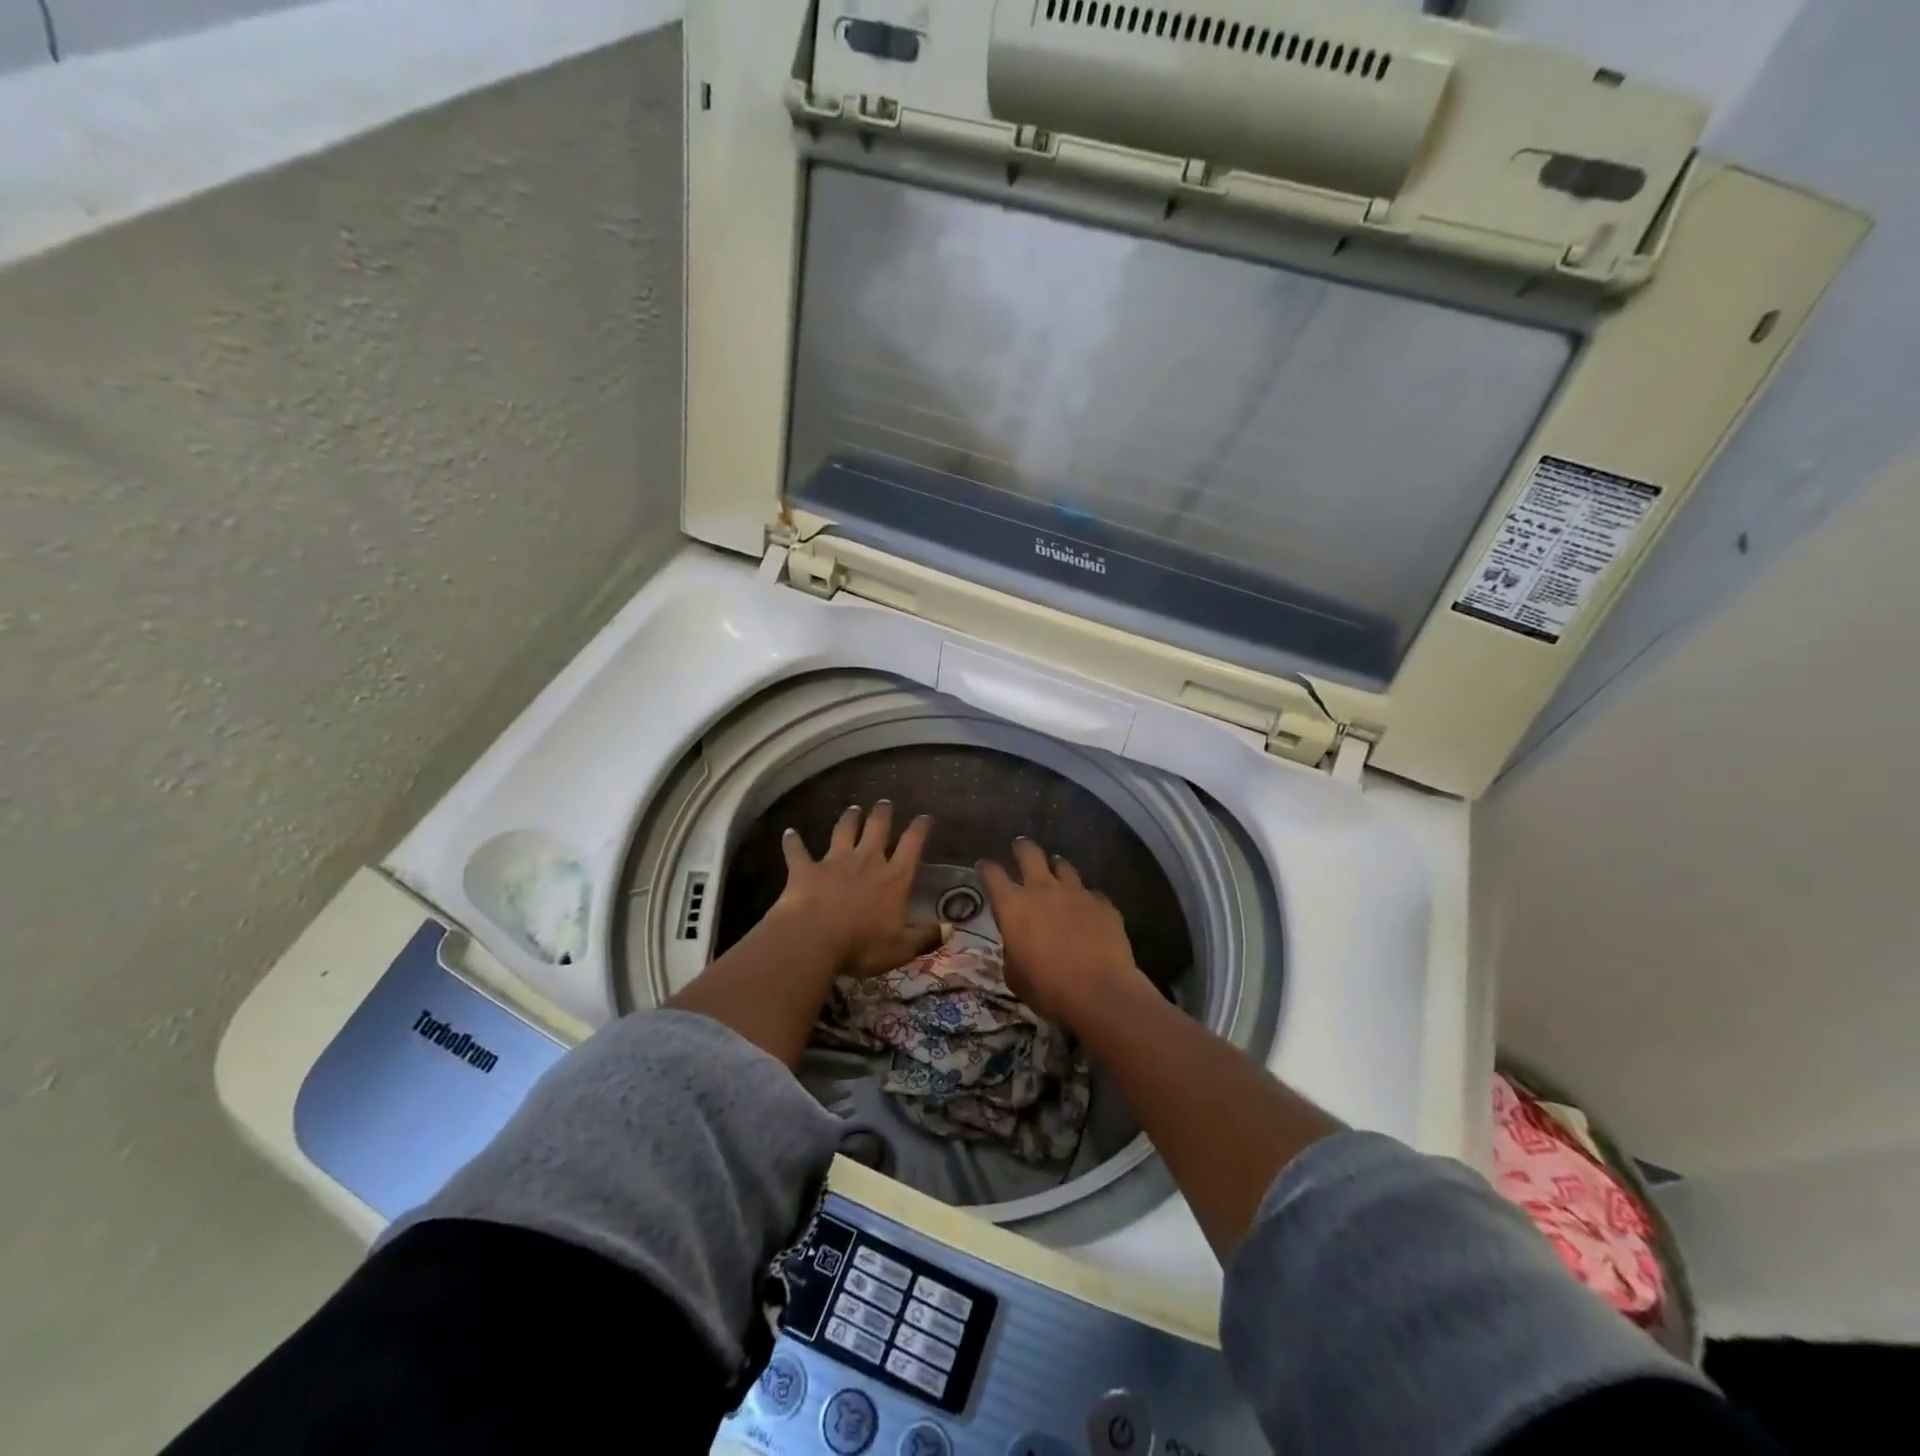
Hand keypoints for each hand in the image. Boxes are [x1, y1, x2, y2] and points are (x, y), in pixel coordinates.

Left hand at [772, 801, 941, 977]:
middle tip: (885, 803)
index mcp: (894, 878)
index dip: (919, 829)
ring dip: (848, 819)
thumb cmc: (862, 945)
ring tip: (852, 809)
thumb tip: (951, 930)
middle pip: (877, 829)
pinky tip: (789, 833)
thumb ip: (925, 937)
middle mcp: (867, 861)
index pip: (912, 846)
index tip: (923, 817)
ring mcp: (834, 862)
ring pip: (843, 831)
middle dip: (883, 814)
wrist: (813, 939)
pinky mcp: (806, 870)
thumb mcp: (901, 948)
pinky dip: (793, 842)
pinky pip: (798, 851)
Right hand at [979, 839, 1147, 1030]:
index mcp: (1013, 907)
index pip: (992, 874)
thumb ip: (1013, 950)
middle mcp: (1043, 890)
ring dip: (1057, 867)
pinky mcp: (1103, 904)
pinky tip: (1088, 909)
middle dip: (1022, 848)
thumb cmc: (1047, 989)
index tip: (984, 866)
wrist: (1099, 993)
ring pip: (1064, 866)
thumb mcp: (1015, 976)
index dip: (987, 868)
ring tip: (1056, 871)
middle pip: (1029, 853)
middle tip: (1020, 848)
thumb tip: (1018, 945)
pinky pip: (1092, 894)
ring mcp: (1076, 893)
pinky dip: (1086, 899)